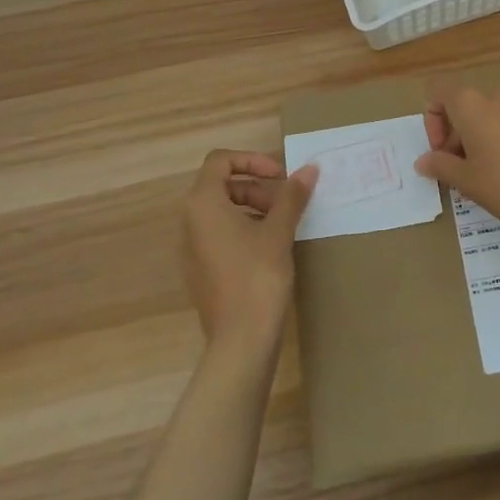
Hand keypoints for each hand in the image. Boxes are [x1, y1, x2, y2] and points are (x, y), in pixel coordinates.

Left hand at [182, 151, 316, 352]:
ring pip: (222, 210)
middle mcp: (190, 221)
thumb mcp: (279, 231)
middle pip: (222, 185)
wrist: (241, 339)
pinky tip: (271, 246)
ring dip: (253, 206)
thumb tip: (309, 168)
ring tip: (284, 223)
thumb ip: (292, 195)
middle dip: (257, 185)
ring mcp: (192, 247)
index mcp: (203, 204)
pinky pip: (220, 234)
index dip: (252, 160)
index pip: (220, 161)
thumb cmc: (258, 276)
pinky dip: (244, 228)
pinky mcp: (200, 269)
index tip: (280, 176)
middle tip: (287, 201)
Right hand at [413, 83, 499, 240]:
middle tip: (462, 170)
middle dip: (457, 134)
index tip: (442, 151)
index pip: (439, 90)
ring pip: (492, 114)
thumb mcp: (468, 181)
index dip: (432, 118)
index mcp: (472, 104)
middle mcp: (499, 95)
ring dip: (483, 137)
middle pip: (466, 105)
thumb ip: (441, 166)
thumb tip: (424, 161)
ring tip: (489, 173)